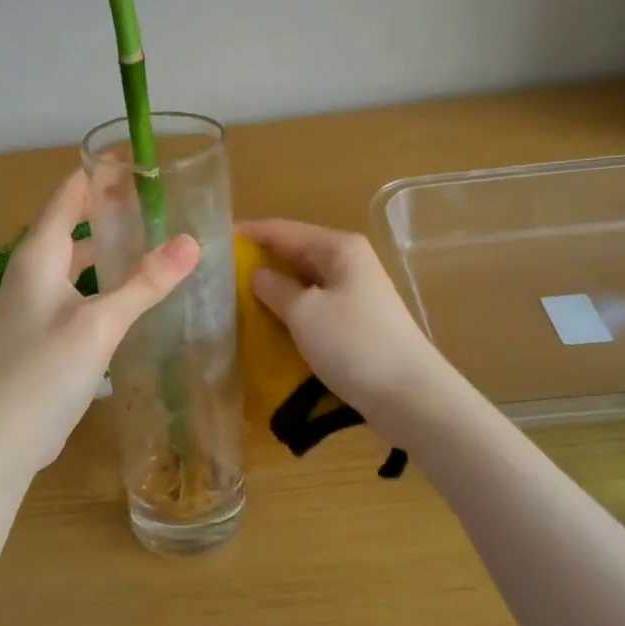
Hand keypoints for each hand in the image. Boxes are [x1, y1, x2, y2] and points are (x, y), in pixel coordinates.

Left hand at [0, 170, 198, 476]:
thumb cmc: (42, 373)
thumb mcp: (99, 324)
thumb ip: (144, 283)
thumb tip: (192, 241)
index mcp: (39, 255)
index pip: (69, 194)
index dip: (101, 174)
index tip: (142, 161)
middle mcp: (34, 272)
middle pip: (73, 225)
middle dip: (112, 209)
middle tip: (161, 201)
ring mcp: (37, 305)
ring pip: (77, 261)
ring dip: (109, 248)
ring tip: (154, 240)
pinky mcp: (45, 334)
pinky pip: (79, 292)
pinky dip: (105, 282)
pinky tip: (133, 294)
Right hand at [237, 219, 448, 437]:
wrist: (410, 396)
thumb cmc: (353, 344)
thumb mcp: (304, 313)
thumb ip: (275, 289)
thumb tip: (258, 275)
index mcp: (339, 248)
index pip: (283, 230)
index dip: (249, 233)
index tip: (214, 240)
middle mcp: (349, 262)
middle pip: (295, 253)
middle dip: (259, 261)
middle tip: (219, 274)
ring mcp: (355, 293)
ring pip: (304, 282)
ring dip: (274, 289)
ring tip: (235, 298)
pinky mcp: (356, 322)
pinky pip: (315, 306)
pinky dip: (291, 311)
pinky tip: (269, 324)